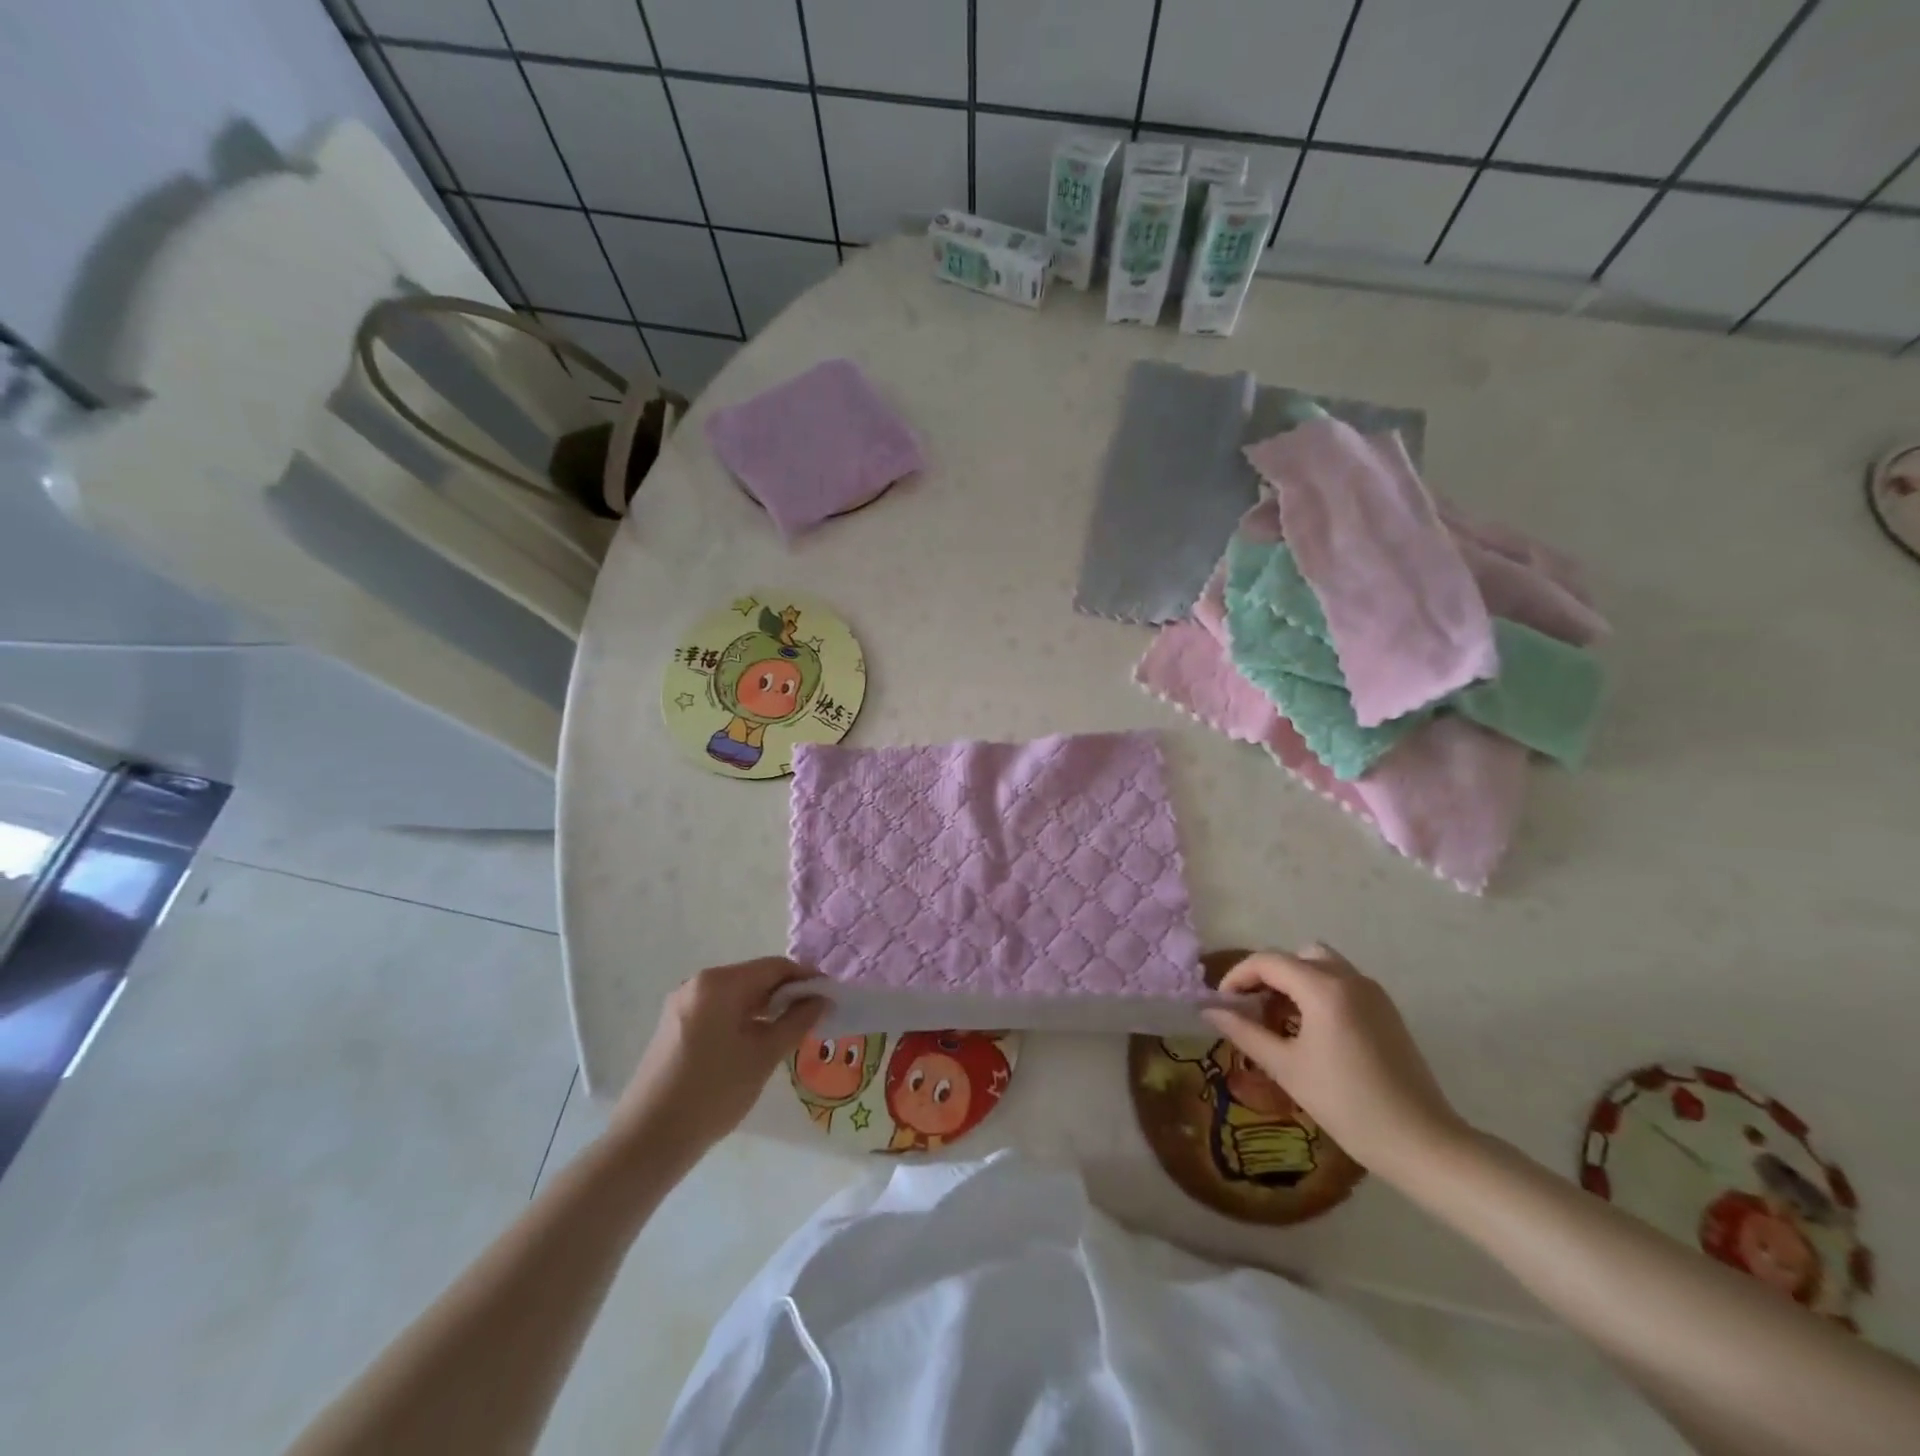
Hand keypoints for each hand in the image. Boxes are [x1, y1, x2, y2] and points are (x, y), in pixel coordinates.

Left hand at [612, 958, 822, 1159]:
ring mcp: (682, 1005)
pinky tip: (757, 1043)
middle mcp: (697, 984)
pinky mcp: (674, 1027)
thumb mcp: (763, 1056)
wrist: (648, 1140)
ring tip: (791, 1032)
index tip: (830, 996)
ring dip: (766, 1009)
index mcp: (719, 983)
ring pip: (737, 996)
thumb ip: (796, 1022)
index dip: (806, 978)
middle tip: (815, 1017)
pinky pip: (719, 1011)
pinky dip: (743, 1020)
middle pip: (754, 978)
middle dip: (786, 994)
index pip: (774, 967)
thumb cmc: (713, 1092)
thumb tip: (821, 999)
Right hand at [1202, 945, 1467, 1182]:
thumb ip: (1244, 1032)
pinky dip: (1318, 992)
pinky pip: (1342, 983)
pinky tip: (1312, 1032)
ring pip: (1321, 965)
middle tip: (1252, 1010)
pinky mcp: (1386, 1010)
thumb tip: (1209, 1010)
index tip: (1222, 1003)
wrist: (1421, 1142)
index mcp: (1323, 988)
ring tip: (1281, 1021)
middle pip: (1295, 957)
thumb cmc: (1347, 1105)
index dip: (1238, 976)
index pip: (1267, 961)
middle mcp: (1349, 978)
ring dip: (1294, 982)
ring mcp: (1373, 992)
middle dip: (1267, 976)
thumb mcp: (1286, 1068)